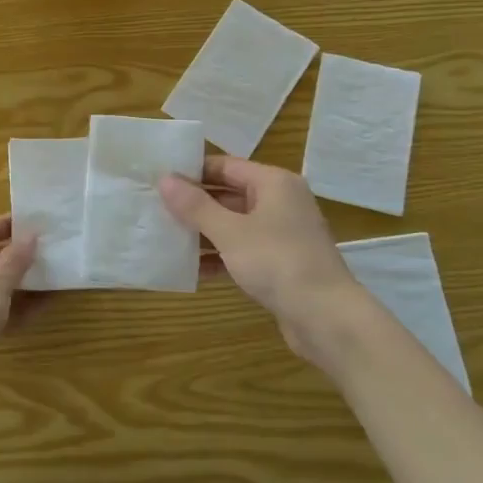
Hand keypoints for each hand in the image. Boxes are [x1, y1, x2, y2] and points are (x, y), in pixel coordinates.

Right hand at [158, 158, 368, 374]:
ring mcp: (282, 234)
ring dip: (204, 232)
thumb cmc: (277, 262)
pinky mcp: (280, 263)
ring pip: (234, 224)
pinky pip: (243, 250)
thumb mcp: (230, 232)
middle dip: (195, 204)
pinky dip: (220, 256)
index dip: (192, 171)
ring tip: (166, 238)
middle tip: (156, 209)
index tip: (159, 179)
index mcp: (273, 183)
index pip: (225, 165)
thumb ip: (196, 206)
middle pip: (229, 194)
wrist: (326, 317)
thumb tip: (165, 179)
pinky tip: (191, 269)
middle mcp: (280, 202)